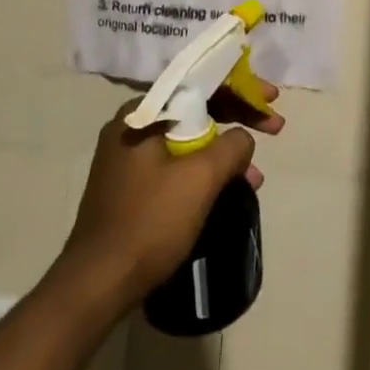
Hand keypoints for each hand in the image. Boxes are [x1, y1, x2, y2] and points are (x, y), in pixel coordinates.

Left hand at [62, 83, 283, 308]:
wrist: (95, 286)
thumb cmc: (149, 222)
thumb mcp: (200, 179)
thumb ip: (232, 146)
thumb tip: (243, 138)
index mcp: (142, 112)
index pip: (200, 83)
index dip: (242, 87)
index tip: (272, 99)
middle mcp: (131, 125)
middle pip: (196, 108)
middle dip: (237, 118)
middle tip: (273, 127)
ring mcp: (127, 157)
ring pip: (188, 139)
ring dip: (224, 152)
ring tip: (255, 176)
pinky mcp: (129, 186)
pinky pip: (176, 163)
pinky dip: (203, 171)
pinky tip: (227, 191)